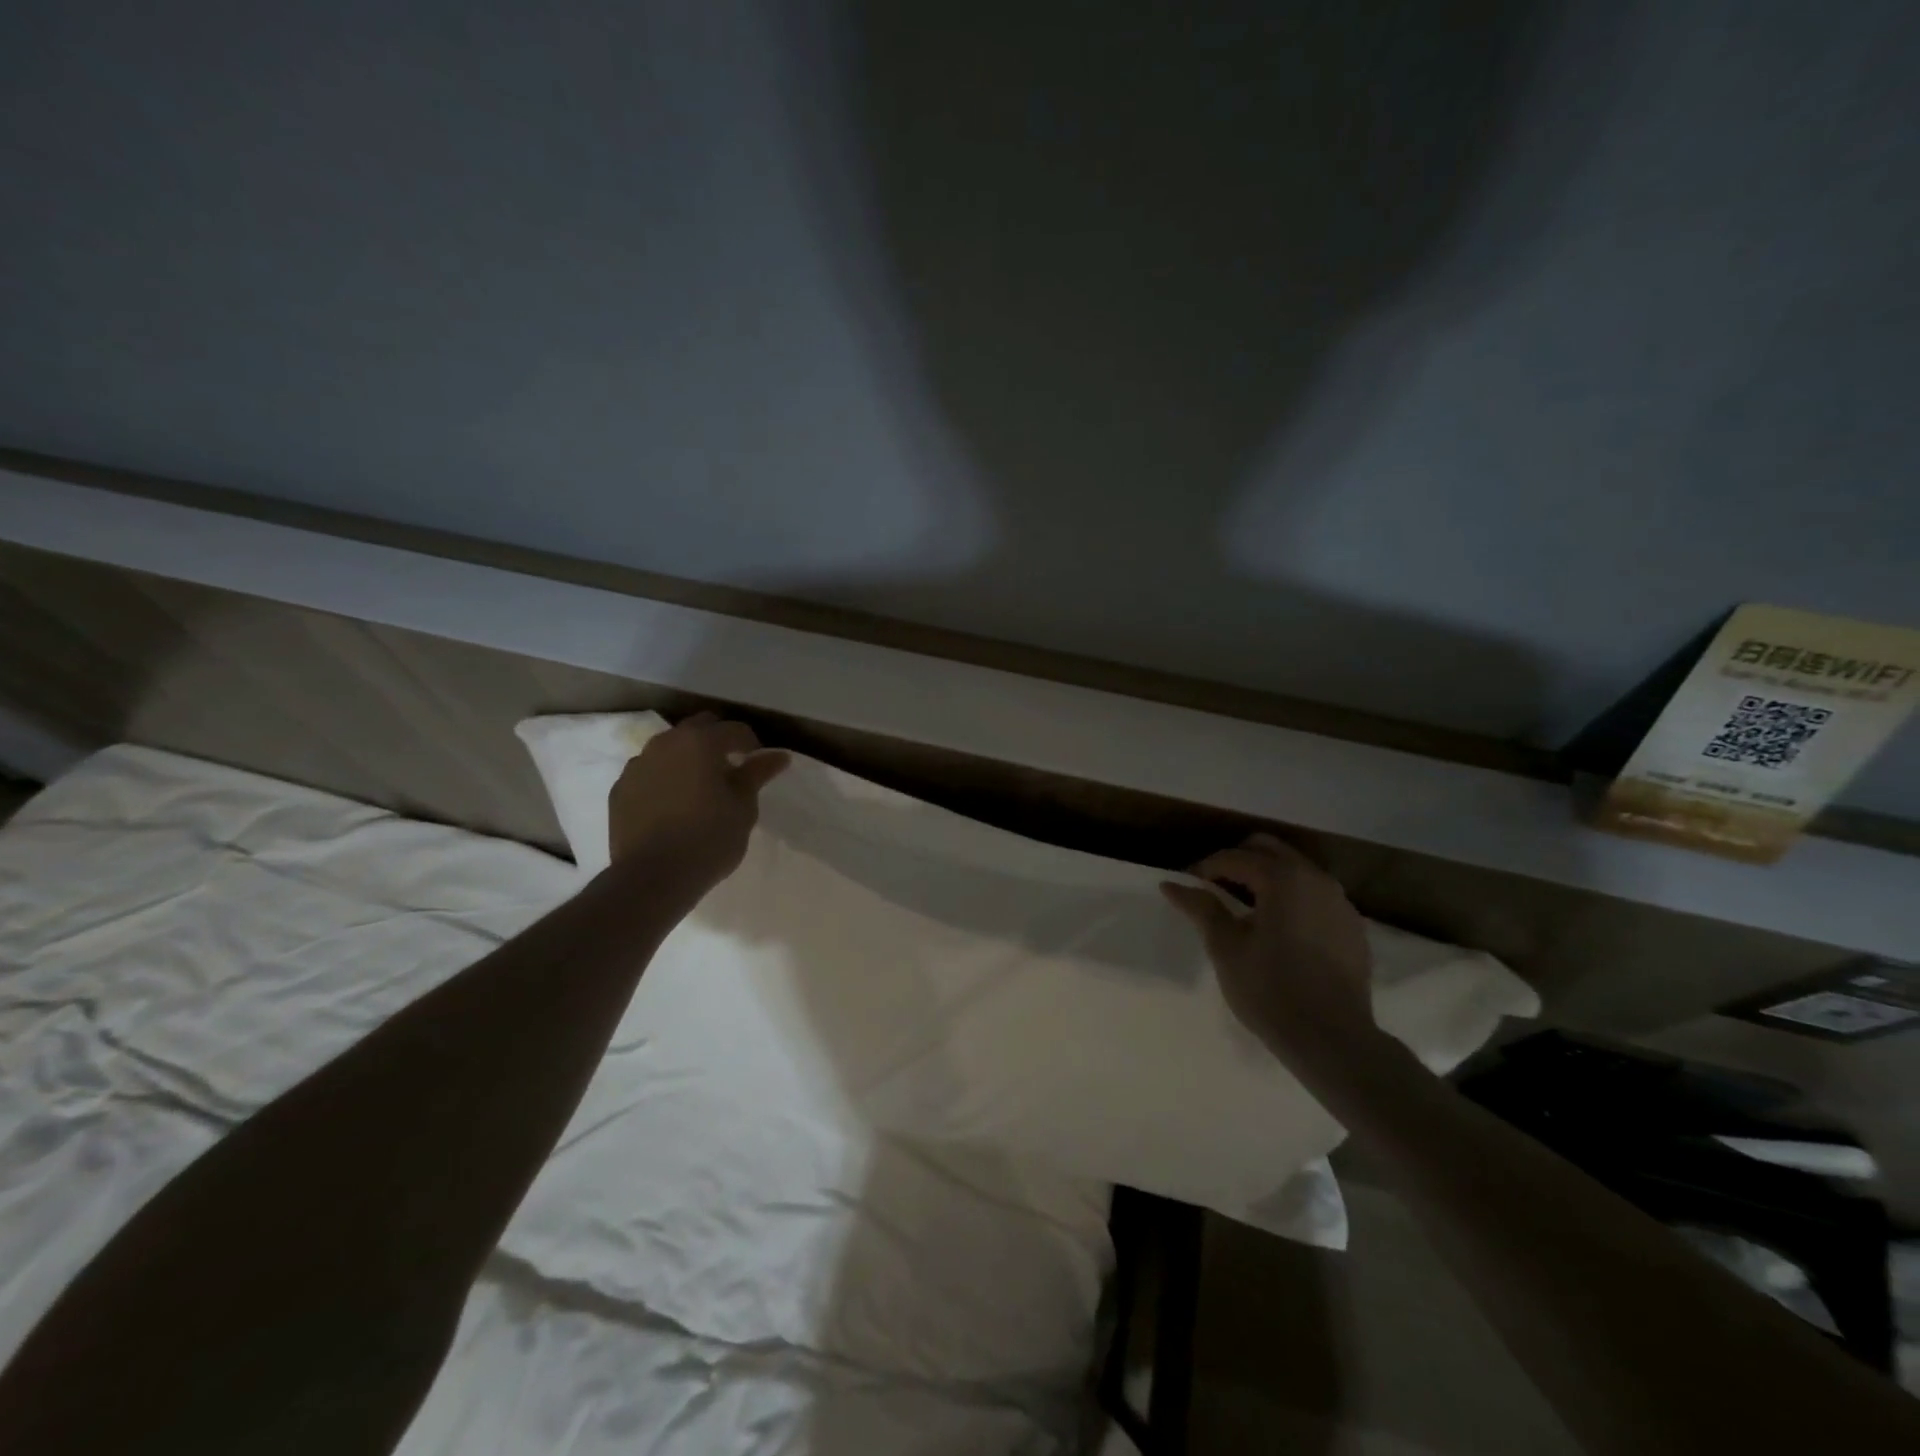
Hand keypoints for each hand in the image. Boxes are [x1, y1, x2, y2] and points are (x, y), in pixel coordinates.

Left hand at [607, 712, 790, 897]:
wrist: (652, 877)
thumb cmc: (709, 838)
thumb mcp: (744, 806)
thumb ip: (758, 773)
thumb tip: (779, 755)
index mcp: (700, 742)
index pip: (734, 730)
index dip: (751, 745)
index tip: (758, 766)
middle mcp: (665, 743)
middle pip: (698, 728)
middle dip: (717, 741)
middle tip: (730, 770)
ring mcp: (638, 765)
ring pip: (669, 748)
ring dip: (687, 758)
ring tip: (699, 787)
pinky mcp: (620, 789)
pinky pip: (649, 773)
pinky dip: (664, 779)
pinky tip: (672, 805)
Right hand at [1161, 833, 1377, 1071]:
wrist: (1333, 1040)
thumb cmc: (1270, 990)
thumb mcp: (1226, 948)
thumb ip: (1201, 908)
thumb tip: (1171, 884)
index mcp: (1283, 878)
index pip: (1235, 857)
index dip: (1206, 868)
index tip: (1188, 886)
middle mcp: (1316, 878)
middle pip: (1269, 850)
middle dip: (1238, 861)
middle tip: (1214, 888)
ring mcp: (1340, 901)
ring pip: (1295, 870)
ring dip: (1267, 877)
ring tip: (1245, 907)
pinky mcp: (1352, 926)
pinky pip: (1315, 895)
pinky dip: (1292, 898)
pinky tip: (1280, 929)